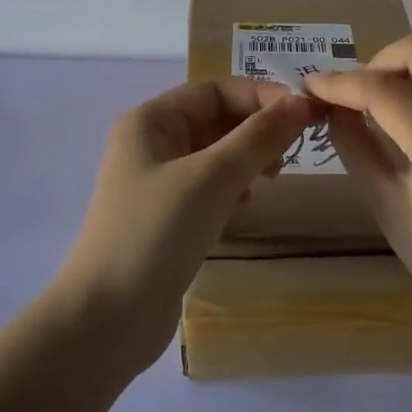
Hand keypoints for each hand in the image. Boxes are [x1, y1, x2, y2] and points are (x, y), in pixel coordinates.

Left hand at [53, 78, 316, 375]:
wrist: (106, 320)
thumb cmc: (155, 234)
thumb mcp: (211, 178)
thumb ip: (257, 137)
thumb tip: (301, 103)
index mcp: (150, 121)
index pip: (215, 90)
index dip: (260, 96)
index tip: (304, 114)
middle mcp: (151, 144)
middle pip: (215, 120)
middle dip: (256, 129)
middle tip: (296, 150)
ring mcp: (156, 183)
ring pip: (215, 155)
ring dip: (248, 158)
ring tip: (276, 176)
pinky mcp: (166, 218)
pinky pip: (208, 187)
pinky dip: (233, 188)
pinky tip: (248, 204)